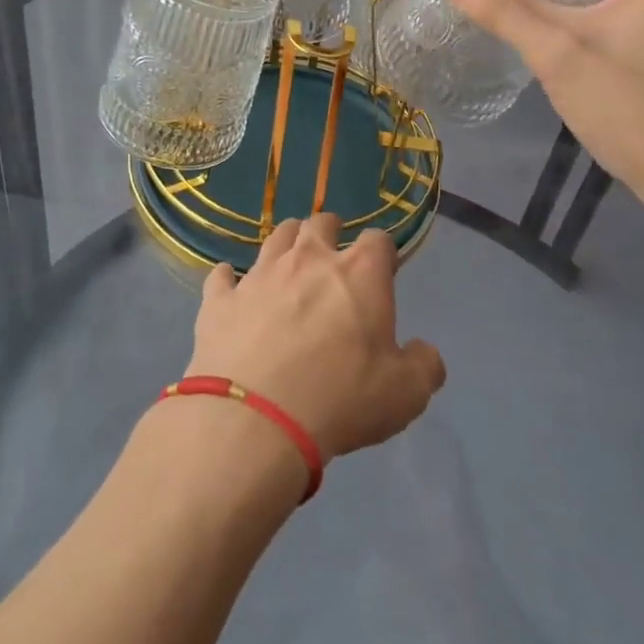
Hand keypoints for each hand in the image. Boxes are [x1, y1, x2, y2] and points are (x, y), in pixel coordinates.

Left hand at [187, 214, 446, 460]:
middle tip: (332, 252)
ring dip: (286, 242)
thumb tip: (423, 352)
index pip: (378, 240)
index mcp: (359, 273)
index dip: (382, 252)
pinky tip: (230, 286)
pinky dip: (229, 279)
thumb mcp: (405, 394)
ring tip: (290, 257)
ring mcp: (260, 276)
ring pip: (275, 238)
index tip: (382, 269)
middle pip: (320, 224)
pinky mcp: (220, 300)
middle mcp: (308, 260)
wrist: (255, 419)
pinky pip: (222, 277)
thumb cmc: (341, 398)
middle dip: (330, 232)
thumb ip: (424, 366)